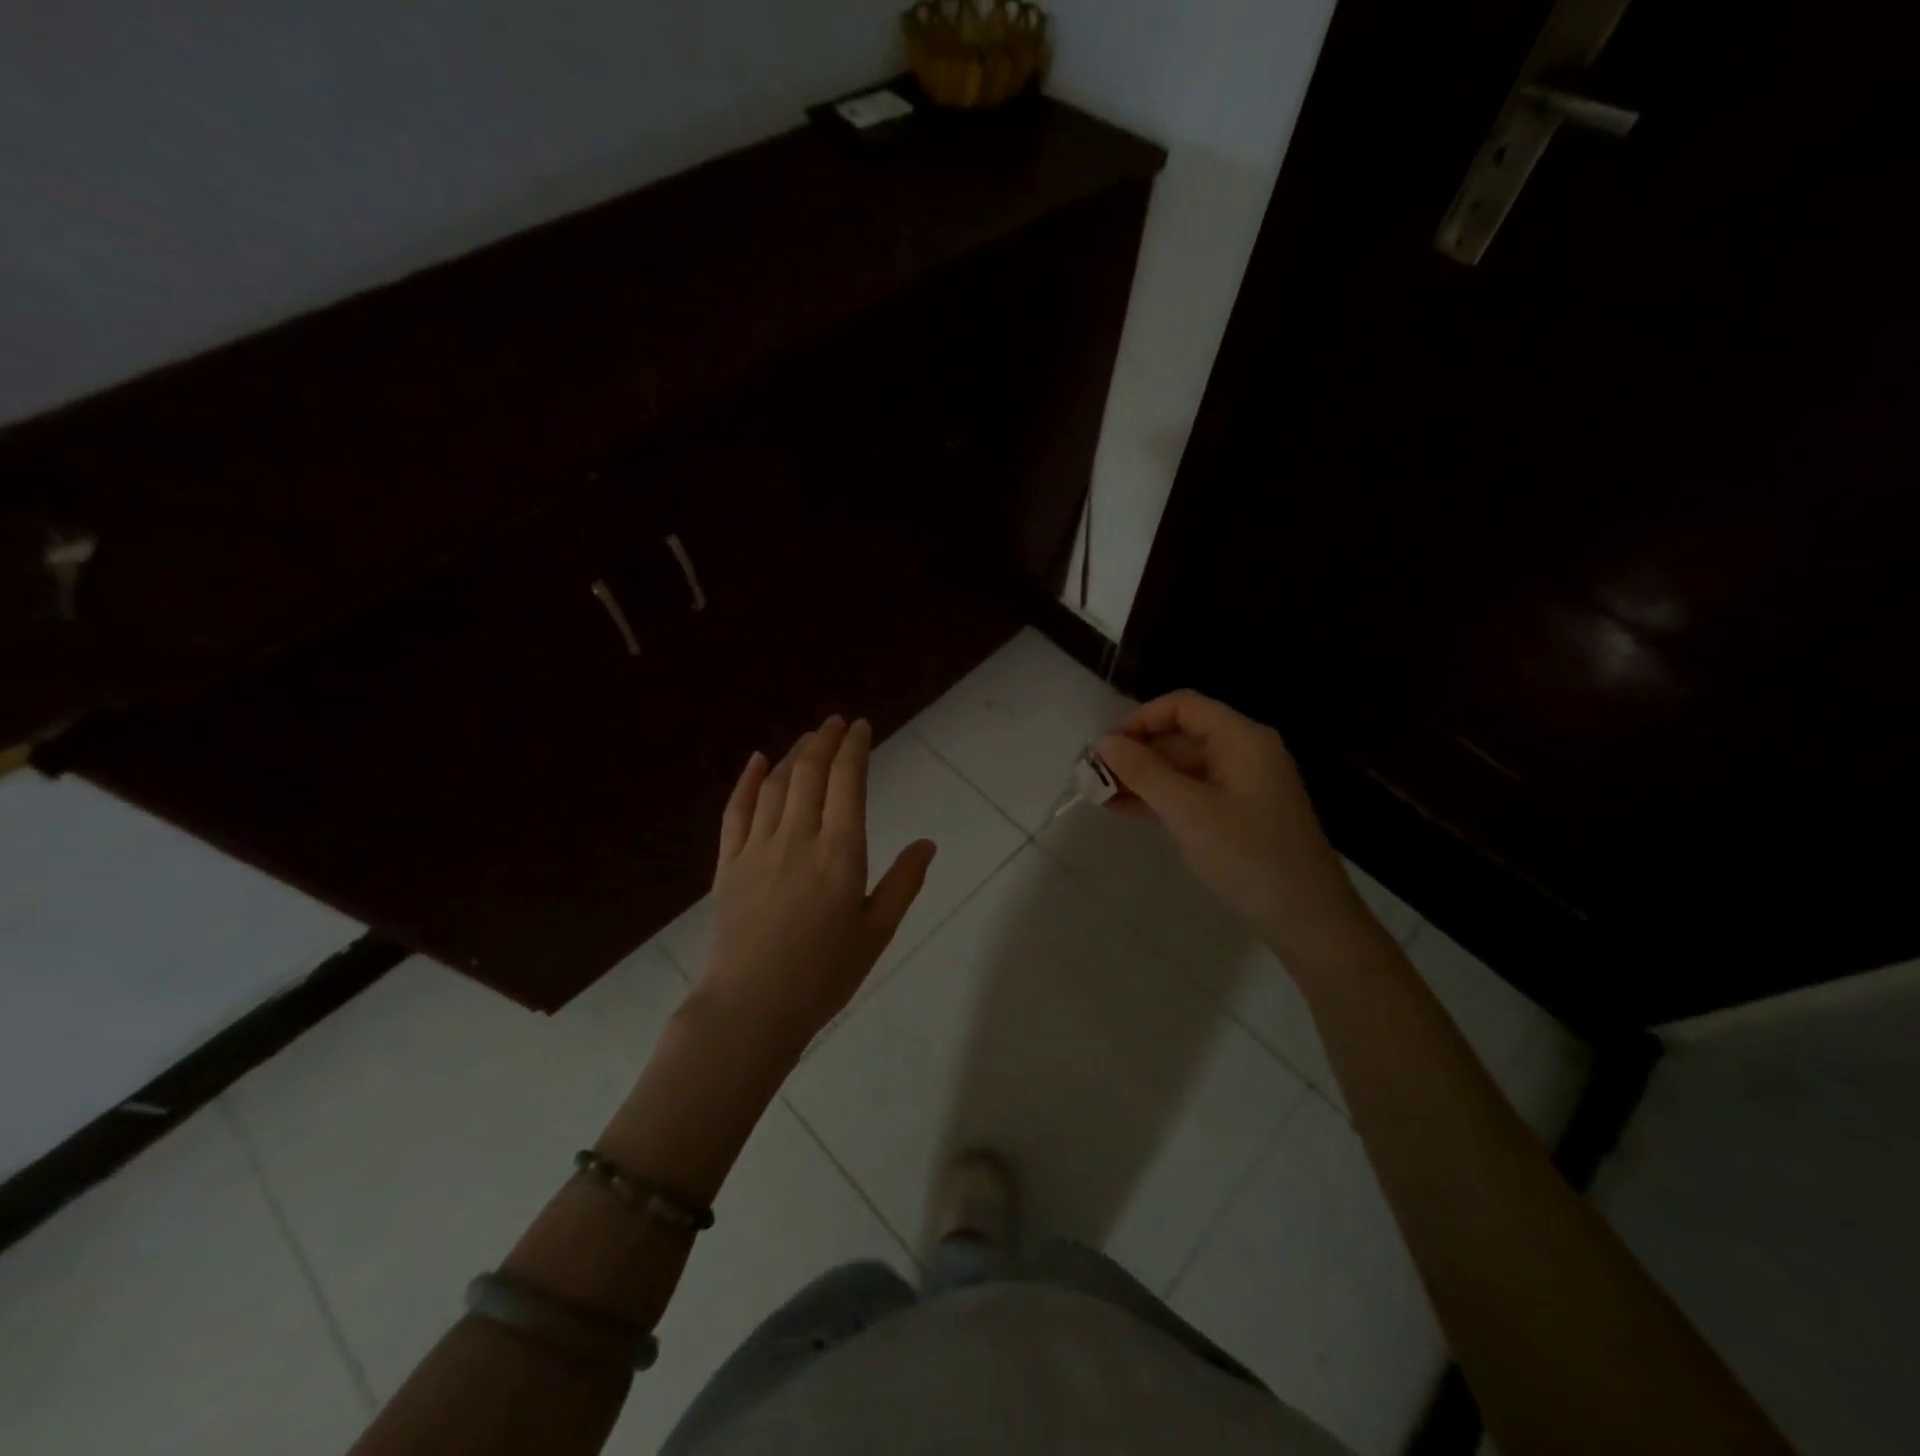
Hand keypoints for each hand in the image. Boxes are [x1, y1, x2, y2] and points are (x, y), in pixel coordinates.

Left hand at [693, 716, 935, 1052]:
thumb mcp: (876, 933)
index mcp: (840, 854)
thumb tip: (927, 843)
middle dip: (825, 741)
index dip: (855, 749)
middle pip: (811, 774)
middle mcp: (798, 838)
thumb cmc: (823, 975)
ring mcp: (757, 848)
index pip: (848, 783)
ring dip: (794, 755)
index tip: (861, 727)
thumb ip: (903, 883)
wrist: (751, 1009)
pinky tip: (758, 760)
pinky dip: (747, 781)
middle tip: (836, 722)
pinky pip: (736, 811)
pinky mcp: (727, 864)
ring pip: (776, 785)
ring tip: (809, 738)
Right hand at [1096, 691, 1386, 972]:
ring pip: (1181, 768)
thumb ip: (1144, 772)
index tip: (1105, 747)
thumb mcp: (1189, 811)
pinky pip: (1190, 794)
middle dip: (1135, 752)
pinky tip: (1123, 810)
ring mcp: (1241, 786)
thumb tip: (1105, 742)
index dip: (1140, 719)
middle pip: (1180, 736)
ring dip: (1141, 778)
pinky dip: (1159, 799)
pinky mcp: (1237, 815)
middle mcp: (1243, 753)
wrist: (1309, 920)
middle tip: (1092, 775)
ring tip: (1098, 795)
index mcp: (1241, 739)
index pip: (1182, 706)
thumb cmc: (1249, 857)